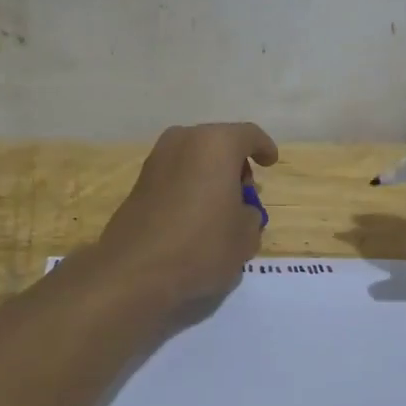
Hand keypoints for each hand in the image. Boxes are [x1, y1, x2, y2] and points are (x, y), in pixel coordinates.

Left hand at [98, 122, 278, 306]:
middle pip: (218, 143)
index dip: (263, 148)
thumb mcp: (245, 236)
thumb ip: (250, 215)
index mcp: (216, 144)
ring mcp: (156, 159)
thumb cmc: (202, 245)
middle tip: (244, 193)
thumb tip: (238, 211)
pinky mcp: (139, 182)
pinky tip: (194, 216)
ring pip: (193, 158)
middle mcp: (183, 141)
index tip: (270, 163)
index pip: (248, 135)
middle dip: (234, 164)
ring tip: (219, 207)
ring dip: (209, 175)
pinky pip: (175, 175)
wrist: (135, 270)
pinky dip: (189, 186)